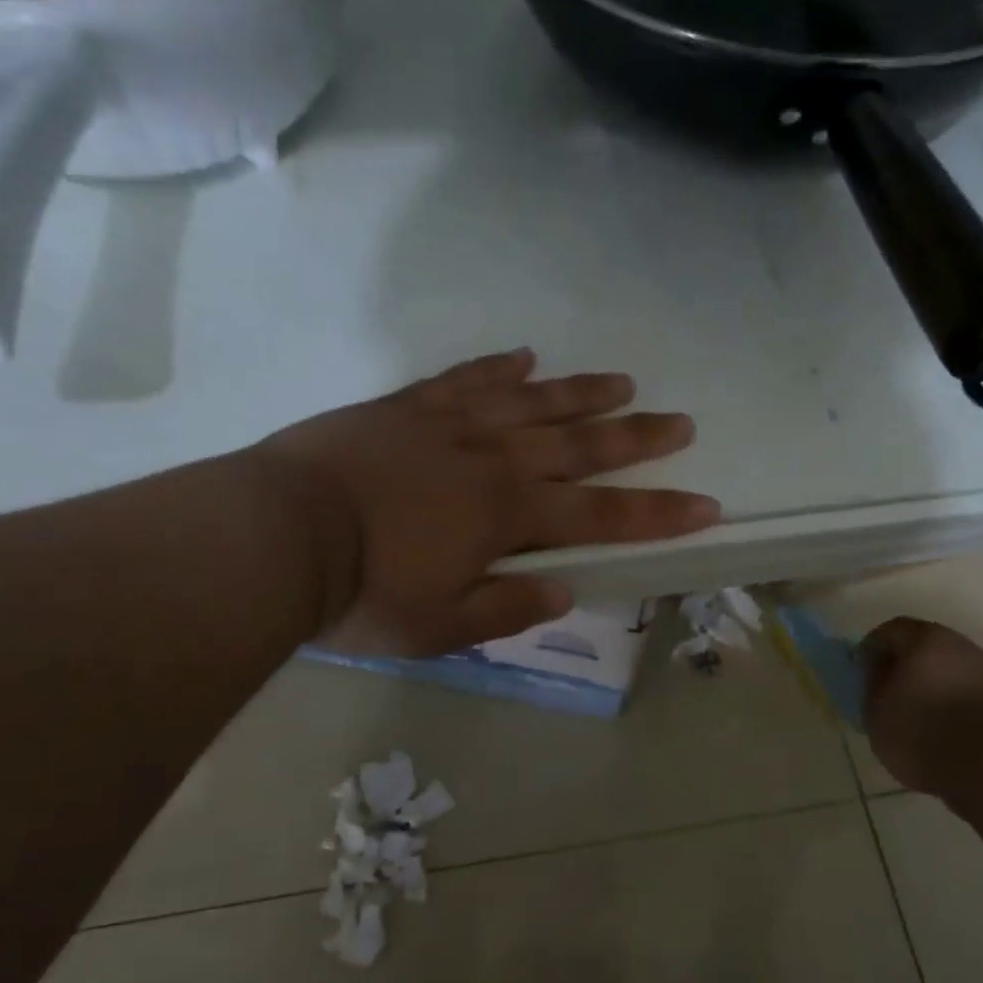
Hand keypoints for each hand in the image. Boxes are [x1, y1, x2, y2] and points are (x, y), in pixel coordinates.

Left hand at [257, 349, 719, 656]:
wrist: (277, 534)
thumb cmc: (362, 592)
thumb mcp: (440, 626)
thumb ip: (507, 606)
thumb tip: (565, 589)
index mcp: (508, 516)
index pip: (602, 514)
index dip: (657, 513)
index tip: (705, 505)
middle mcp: (493, 460)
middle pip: (580, 445)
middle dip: (636, 439)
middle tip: (681, 422)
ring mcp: (450, 425)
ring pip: (532, 402)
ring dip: (581, 393)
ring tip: (623, 382)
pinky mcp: (407, 407)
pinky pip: (465, 379)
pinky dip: (499, 368)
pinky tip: (525, 357)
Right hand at [861, 618, 982, 794]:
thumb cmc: (922, 730)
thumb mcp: (876, 711)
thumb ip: (872, 686)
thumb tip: (876, 673)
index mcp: (923, 638)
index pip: (889, 631)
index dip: (871, 650)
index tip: (861, 672)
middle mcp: (958, 644)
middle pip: (921, 646)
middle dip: (902, 664)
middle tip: (885, 690)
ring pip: (945, 668)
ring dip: (927, 683)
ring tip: (911, 712)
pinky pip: (963, 690)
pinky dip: (947, 701)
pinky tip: (937, 725)